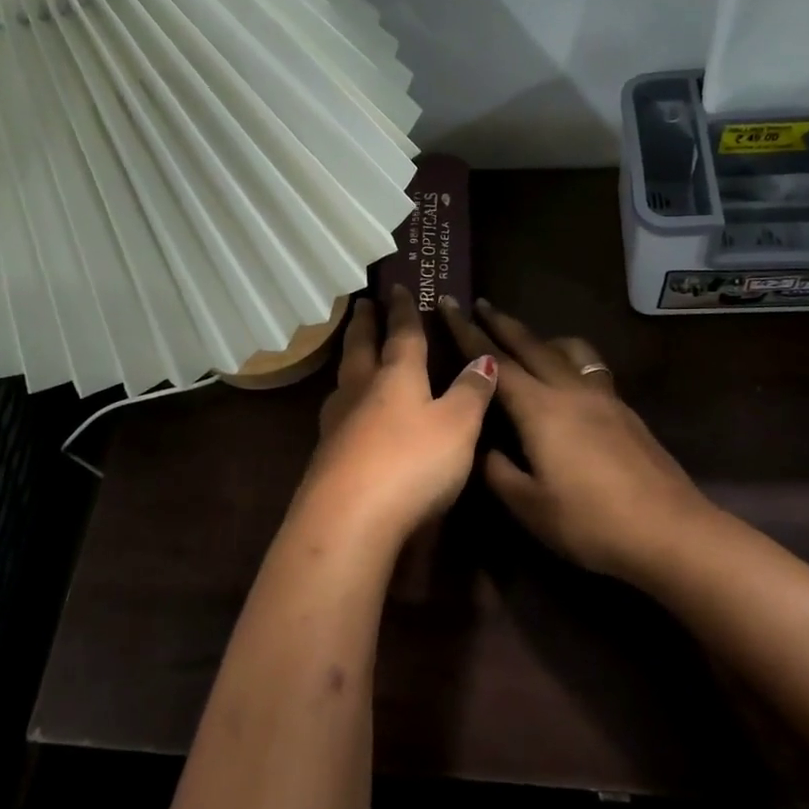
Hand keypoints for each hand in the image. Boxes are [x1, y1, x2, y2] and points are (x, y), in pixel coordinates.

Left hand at [295, 285, 498, 549]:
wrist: (348, 520)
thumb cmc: (411, 463)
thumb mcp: (457, 426)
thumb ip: (471, 392)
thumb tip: (483, 359)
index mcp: (397, 376)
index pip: (403, 334)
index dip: (403, 311)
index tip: (397, 288)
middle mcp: (362, 391)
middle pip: (361, 348)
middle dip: (364, 324)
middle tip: (361, 304)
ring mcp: (337, 424)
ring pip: (343, 380)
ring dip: (349, 360)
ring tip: (352, 353)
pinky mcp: (325, 458)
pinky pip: (337, 413)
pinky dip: (345, 400)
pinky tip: (348, 414)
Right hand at [440, 296, 721, 582]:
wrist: (669, 529)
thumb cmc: (591, 522)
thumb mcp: (530, 506)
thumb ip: (498, 470)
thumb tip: (482, 446)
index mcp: (541, 409)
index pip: (494, 362)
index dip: (466, 333)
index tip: (448, 305)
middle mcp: (570, 390)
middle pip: (532, 345)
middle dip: (501, 322)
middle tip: (480, 303)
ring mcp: (603, 397)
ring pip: (569, 350)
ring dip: (542, 337)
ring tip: (529, 340)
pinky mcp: (625, 410)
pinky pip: (590, 367)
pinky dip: (569, 359)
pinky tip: (569, 381)